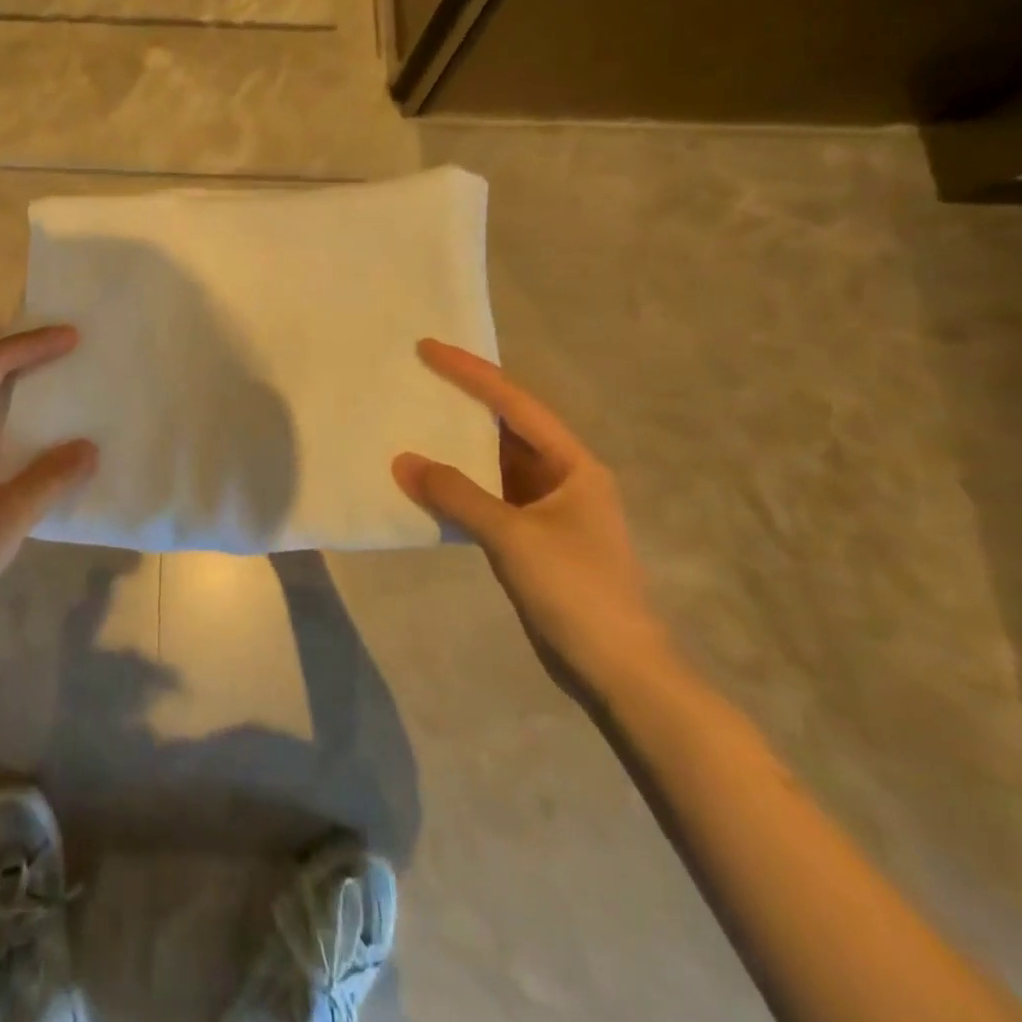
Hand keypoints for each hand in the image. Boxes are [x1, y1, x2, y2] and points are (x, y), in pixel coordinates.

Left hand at [0, 327, 96, 643]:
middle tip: (68, 351)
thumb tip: (89, 447)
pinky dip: (8, 426)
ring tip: (57, 385)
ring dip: (16, 392)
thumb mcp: (8, 515)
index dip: (32, 345)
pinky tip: (34, 440)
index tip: (72, 337)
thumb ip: (51, 476)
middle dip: (24, 359)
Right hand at [392, 339, 670, 689]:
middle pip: (506, 427)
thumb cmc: (578, 592)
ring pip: (493, 464)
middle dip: (463, 402)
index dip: (471, 373)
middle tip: (416, 378)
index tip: (429, 348)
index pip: (515, 404)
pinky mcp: (531, 540)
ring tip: (412, 421)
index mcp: (573, 464)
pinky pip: (486, 498)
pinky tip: (426, 482)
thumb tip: (402, 461)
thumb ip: (456, 495)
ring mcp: (546, 511)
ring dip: (457, 447)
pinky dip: (457, 487)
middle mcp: (562, 478)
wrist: (619, 673)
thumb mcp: (514, 537)